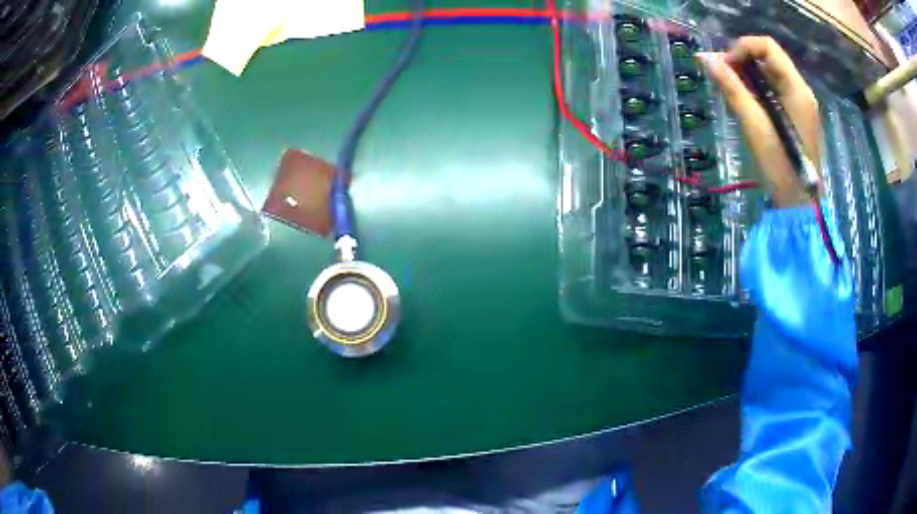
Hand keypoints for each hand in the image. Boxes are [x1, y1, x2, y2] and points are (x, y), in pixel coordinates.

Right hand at [697, 37, 819, 207]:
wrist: (800, 204)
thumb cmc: (780, 167)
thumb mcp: (754, 126)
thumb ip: (732, 89)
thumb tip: (705, 59)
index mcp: (796, 89)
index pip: (767, 46)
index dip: (742, 48)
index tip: (725, 66)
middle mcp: (801, 90)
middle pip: (769, 58)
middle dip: (742, 62)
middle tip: (722, 78)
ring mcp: (800, 103)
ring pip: (770, 74)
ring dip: (748, 77)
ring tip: (732, 93)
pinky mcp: (796, 115)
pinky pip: (774, 90)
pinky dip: (757, 91)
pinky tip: (747, 105)